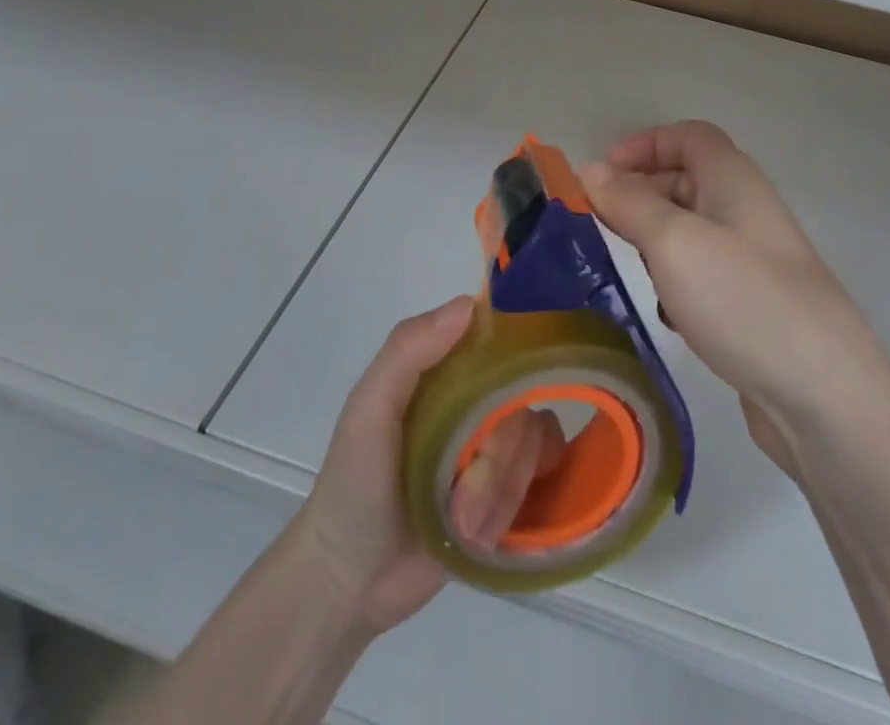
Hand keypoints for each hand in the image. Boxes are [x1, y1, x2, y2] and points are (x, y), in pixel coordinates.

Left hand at [290, 296, 565, 635]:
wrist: (348, 584)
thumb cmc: (353, 483)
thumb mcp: (369, 408)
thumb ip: (407, 351)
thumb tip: (469, 305)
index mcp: (449, 372)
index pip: (502, 339)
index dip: (517, 353)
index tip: (513, 382)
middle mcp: (478, 402)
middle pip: (525, 399)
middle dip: (500, 451)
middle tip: (462, 486)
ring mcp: (495, 450)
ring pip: (535, 445)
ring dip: (500, 490)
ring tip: (461, 521)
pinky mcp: (507, 497)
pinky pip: (540, 485)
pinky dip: (514, 509)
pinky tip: (485, 532)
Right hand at [580, 121, 889, 473]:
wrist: (823, 397)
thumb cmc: (742, 299)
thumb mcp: (673, 241)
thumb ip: (629, 202)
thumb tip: (590, 170)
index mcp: (733, 179)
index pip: (688, 136)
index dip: (644, 144)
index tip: (602, 174)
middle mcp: (745, 211)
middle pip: (686, 180)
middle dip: (641, 194)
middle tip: (599, 223)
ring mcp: (753, 260)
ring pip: (691, 231)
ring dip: (655, 241)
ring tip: (627, 267)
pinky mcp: (752, 305)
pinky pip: (703, 275)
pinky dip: (676, 282)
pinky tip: (666, 313)